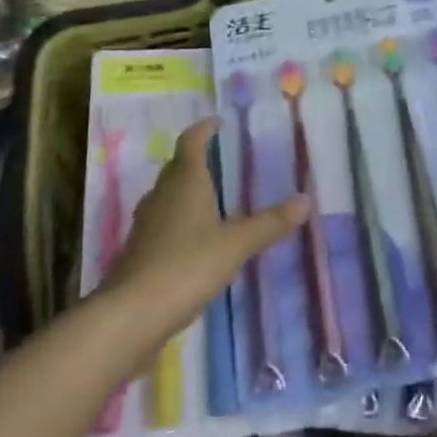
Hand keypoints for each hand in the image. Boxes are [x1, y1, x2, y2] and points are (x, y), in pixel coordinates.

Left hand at [100, 117, 306, 335]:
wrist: (131, 315)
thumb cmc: (187, 265)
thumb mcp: (236, 245)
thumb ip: (270, 223)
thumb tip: (305, 200)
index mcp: (185, 181)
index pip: (191, 141)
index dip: (203, 129)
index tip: (217, 122)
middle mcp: (162, 194)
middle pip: (177, 166)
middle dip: (195, 160)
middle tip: (220, 160)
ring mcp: (145, 223)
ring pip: (167, 195)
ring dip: (185, 191)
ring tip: (210, 198)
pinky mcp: (138, 251)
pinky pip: (161, 223)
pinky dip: (177, 221)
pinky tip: (192, 240)